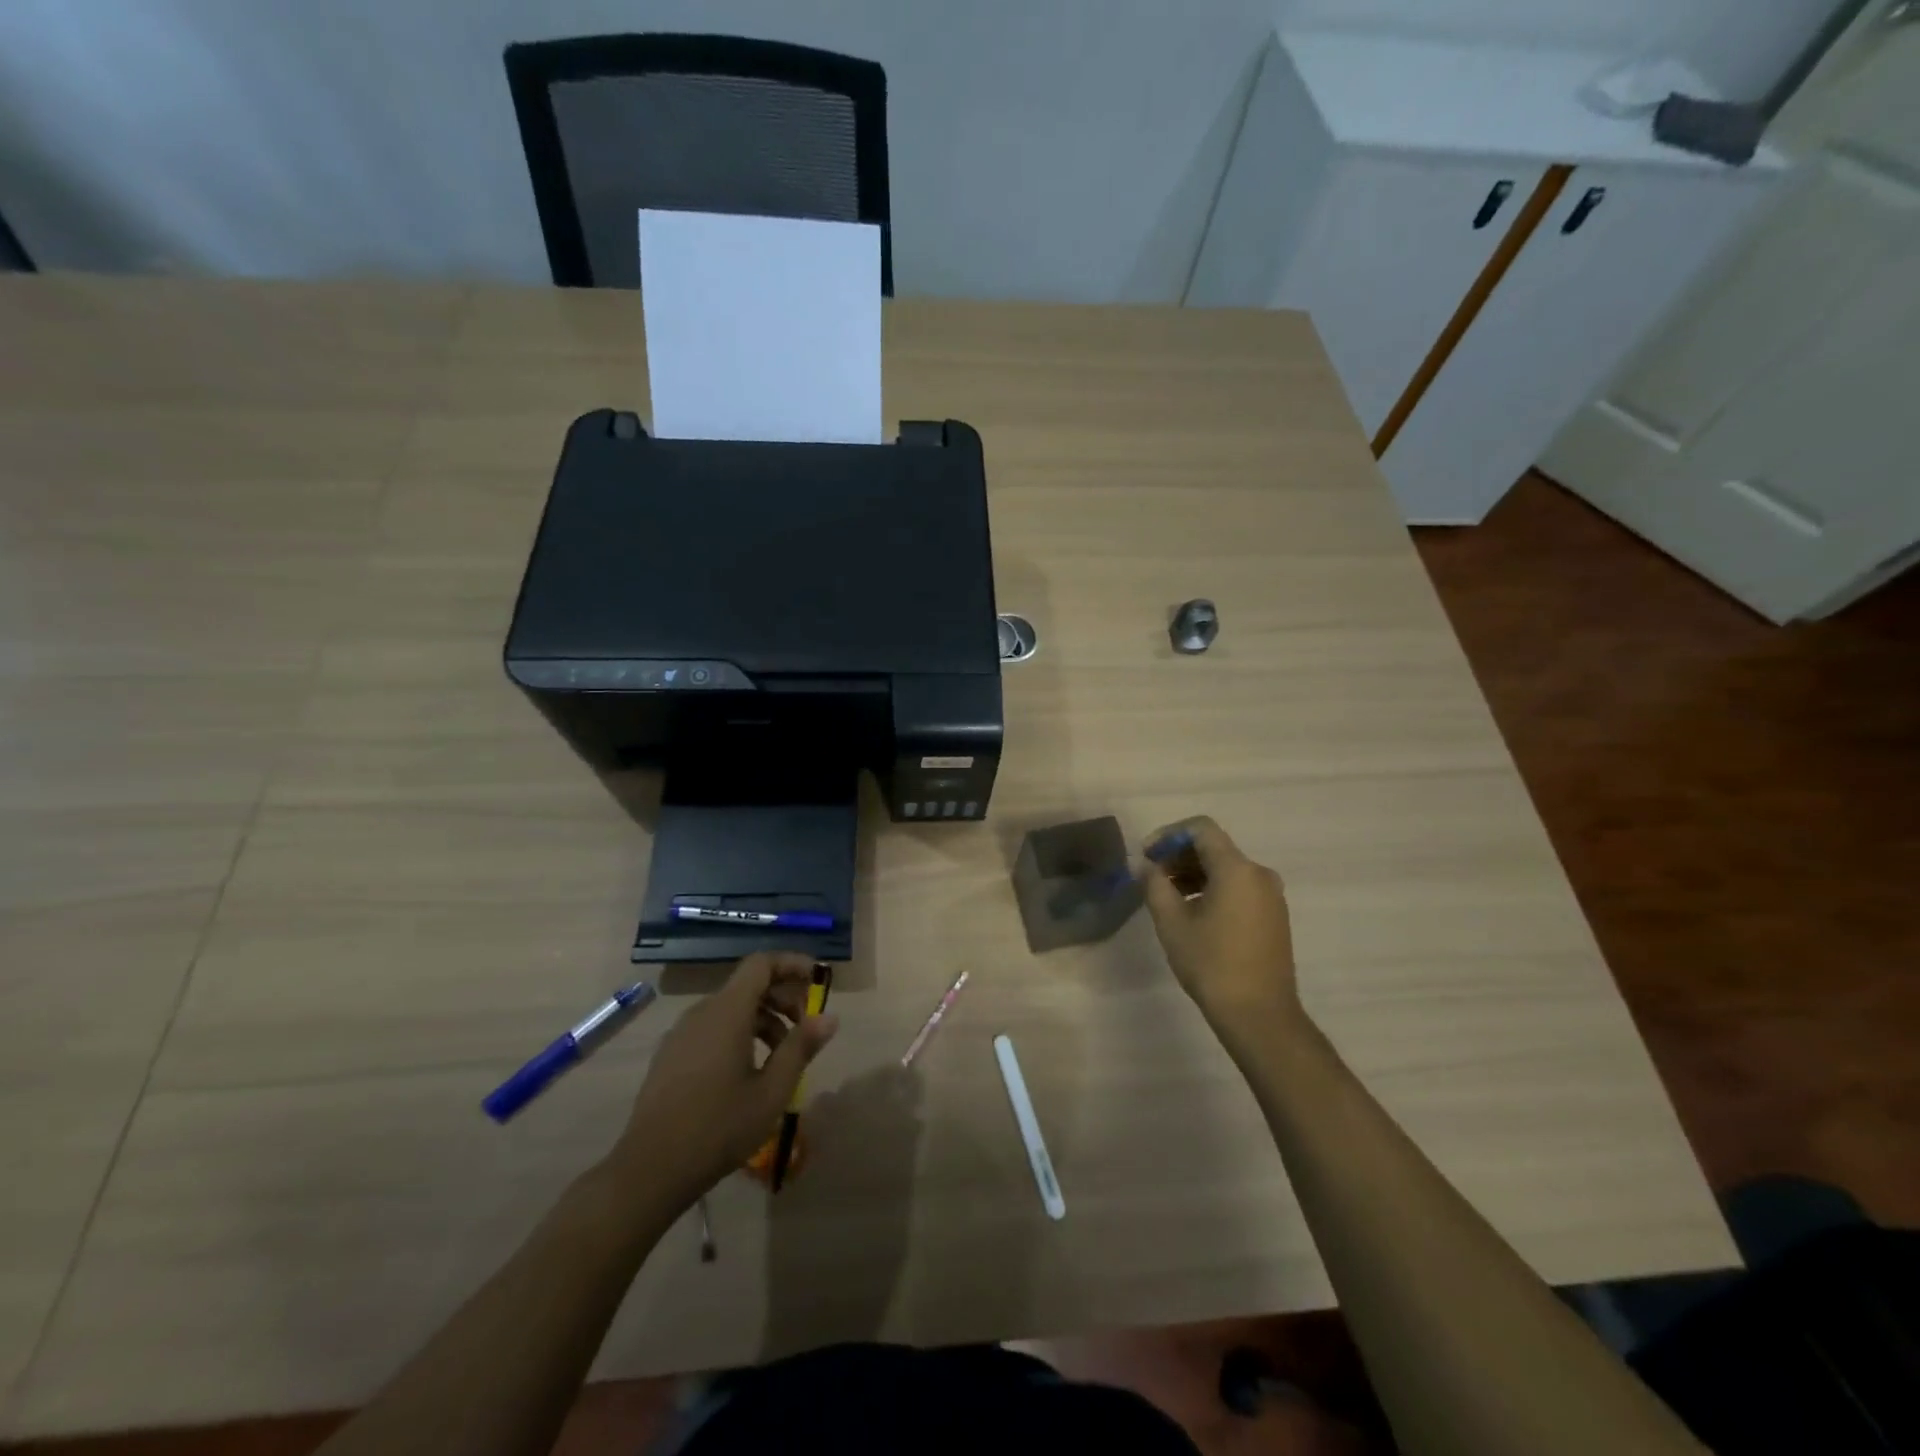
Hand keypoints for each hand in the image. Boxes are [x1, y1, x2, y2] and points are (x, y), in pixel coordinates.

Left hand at [609, 953, 837, 1210]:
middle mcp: (702, 1012)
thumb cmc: (719, 1127)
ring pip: (732, 1009)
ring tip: (782, 1057)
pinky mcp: (671, 1054)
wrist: (649, 1170)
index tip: (817, 979)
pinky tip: (749, 1071)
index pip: (762, 963)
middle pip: (749, 985)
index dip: (792, 963)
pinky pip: (713, 1027)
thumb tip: (830, 1017)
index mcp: (727, 1011)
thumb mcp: (772, 1091)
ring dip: (764, 1020)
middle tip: (806, 1028)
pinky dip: (740, 1033)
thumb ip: (801, 1047)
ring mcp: (682, 1033)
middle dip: (783, 998)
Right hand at [1141, 817, 1301, 1043]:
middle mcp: (1259, 874)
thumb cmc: (1212, 964)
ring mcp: (1271, 896)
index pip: (1201, 828)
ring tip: (1167, 895)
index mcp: (1237, 869)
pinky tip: (1192, 911)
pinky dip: (1213, 887)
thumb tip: (1146, 866)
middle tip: (1151, 875)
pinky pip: (1239, 886)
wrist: (1260, 1015)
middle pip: (1214, 847)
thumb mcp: (1172, 922)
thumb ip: (1154, 885)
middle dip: (1179, 855)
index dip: (1169, 834)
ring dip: (1194, 873)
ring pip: (1227, 868)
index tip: (1147, 855)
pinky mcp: (1274, 915)